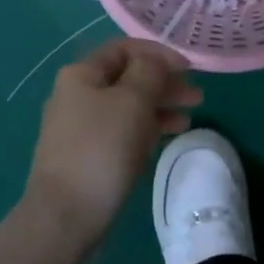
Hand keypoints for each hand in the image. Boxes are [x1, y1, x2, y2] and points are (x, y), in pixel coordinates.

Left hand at [24, 38, 201, 247]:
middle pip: (127, 78)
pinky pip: (122, 131)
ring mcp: (81, 127)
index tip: (189, 68)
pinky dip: (147, 129)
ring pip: (127, 106)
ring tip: (190, 118)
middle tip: (197, 96)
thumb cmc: (101, 148)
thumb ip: (148, 72)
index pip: (124, 49)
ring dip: (160, 107)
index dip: (159, 53)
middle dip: (163, 83)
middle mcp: (77, 94)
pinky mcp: (88, 155)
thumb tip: (153, 62)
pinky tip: (168, 136)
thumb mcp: (132, 101)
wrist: (65, 215)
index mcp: (81, 74)